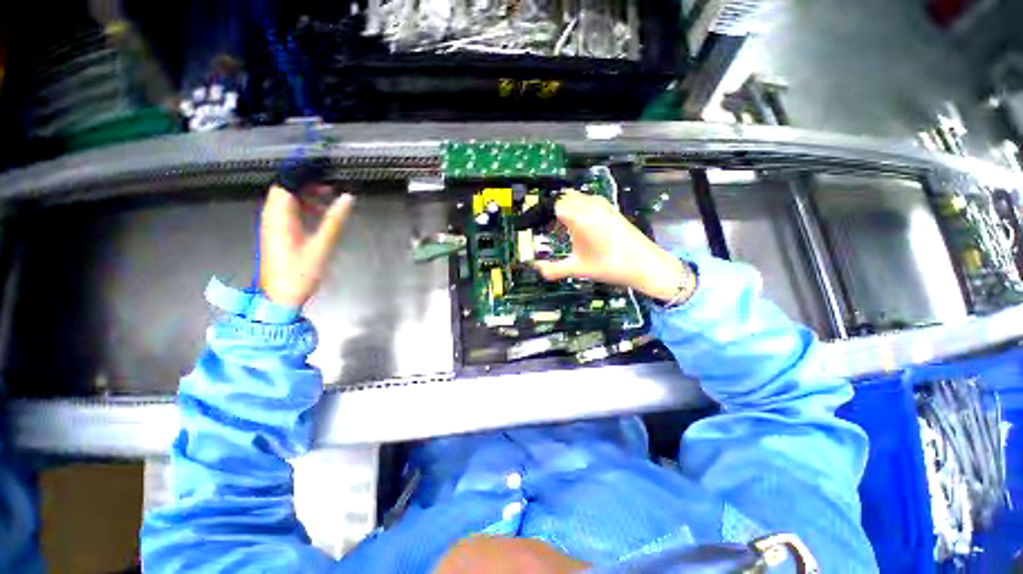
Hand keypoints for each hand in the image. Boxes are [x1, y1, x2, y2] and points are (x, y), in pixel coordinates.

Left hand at [260, 184, 353, 306]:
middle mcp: (272, 217)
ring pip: (285, 200)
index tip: (324, 169)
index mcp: (280, 217)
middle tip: (330, 184)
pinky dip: (302, 207)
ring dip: (305, 194)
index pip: (287, 183)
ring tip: (328, 197)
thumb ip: (334, 220)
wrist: (280, 297)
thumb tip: (347, 198)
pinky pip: (287, 211)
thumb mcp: (322, 246)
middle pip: (284, 188)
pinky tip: (319, 214)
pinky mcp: (276, 234)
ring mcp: (273, 225)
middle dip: (306, 182)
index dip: (303, 172)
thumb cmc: (301, 272)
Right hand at [533, 191, 692, 301]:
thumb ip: (554, 269)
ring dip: (565, 208)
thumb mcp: (578, 269)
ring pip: (576, 198)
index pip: (552, 205)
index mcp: (578, 216)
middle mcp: (589, 205)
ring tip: (559, 228)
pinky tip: (579, 227)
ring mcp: (602, 205)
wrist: (645, 264)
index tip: (532, 227)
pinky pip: (588, 201)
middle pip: (563, 198)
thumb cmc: (609, 266)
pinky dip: (578, 209)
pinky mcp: (610, 209)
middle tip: (544, 228)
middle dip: (552, 210)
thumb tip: (536, 269)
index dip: (539, 215)